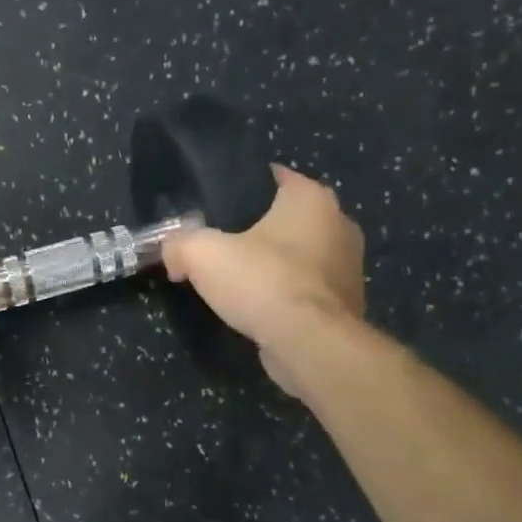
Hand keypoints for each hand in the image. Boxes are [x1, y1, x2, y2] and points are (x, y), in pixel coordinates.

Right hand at [161, 164, 365, 398]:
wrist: (310, 345)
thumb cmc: (263, 281)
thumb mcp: (201, 254)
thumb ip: (179, 243)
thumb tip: (172, 253)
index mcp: (312, 198)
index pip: (274, 176)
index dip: (240, 187)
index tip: (213, 205)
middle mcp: (340, 223)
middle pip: (287, 217)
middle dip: (257, 228)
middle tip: (219, 242)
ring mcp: (348, 265)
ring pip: (300, 254)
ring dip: (274, 263)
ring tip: (236, 277)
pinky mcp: (346, 303)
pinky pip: (307, 287)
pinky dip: (286, 293)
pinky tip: (259, 306)